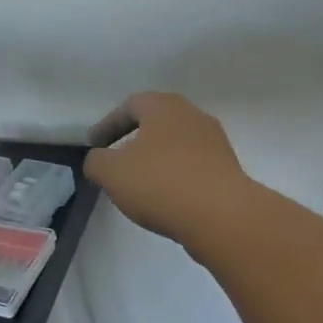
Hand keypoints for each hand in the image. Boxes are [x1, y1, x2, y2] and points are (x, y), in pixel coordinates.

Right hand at [83, 91, 249, 242]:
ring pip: (176, 145)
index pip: (130, 106)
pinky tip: (166, 198)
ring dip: (156, 159)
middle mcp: (193, 115)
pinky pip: (193, 166)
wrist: (222, 216)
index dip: (108, 124)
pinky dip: (175, 176)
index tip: (94, 145)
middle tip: (116, 160)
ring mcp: (215, 142)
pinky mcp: (228, 169)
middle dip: (134, 139)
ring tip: (140, 184)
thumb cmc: (161, 183)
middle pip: (157, 122)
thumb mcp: (112, 172)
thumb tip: (99, 160)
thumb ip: (96, 161)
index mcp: (164, 106)